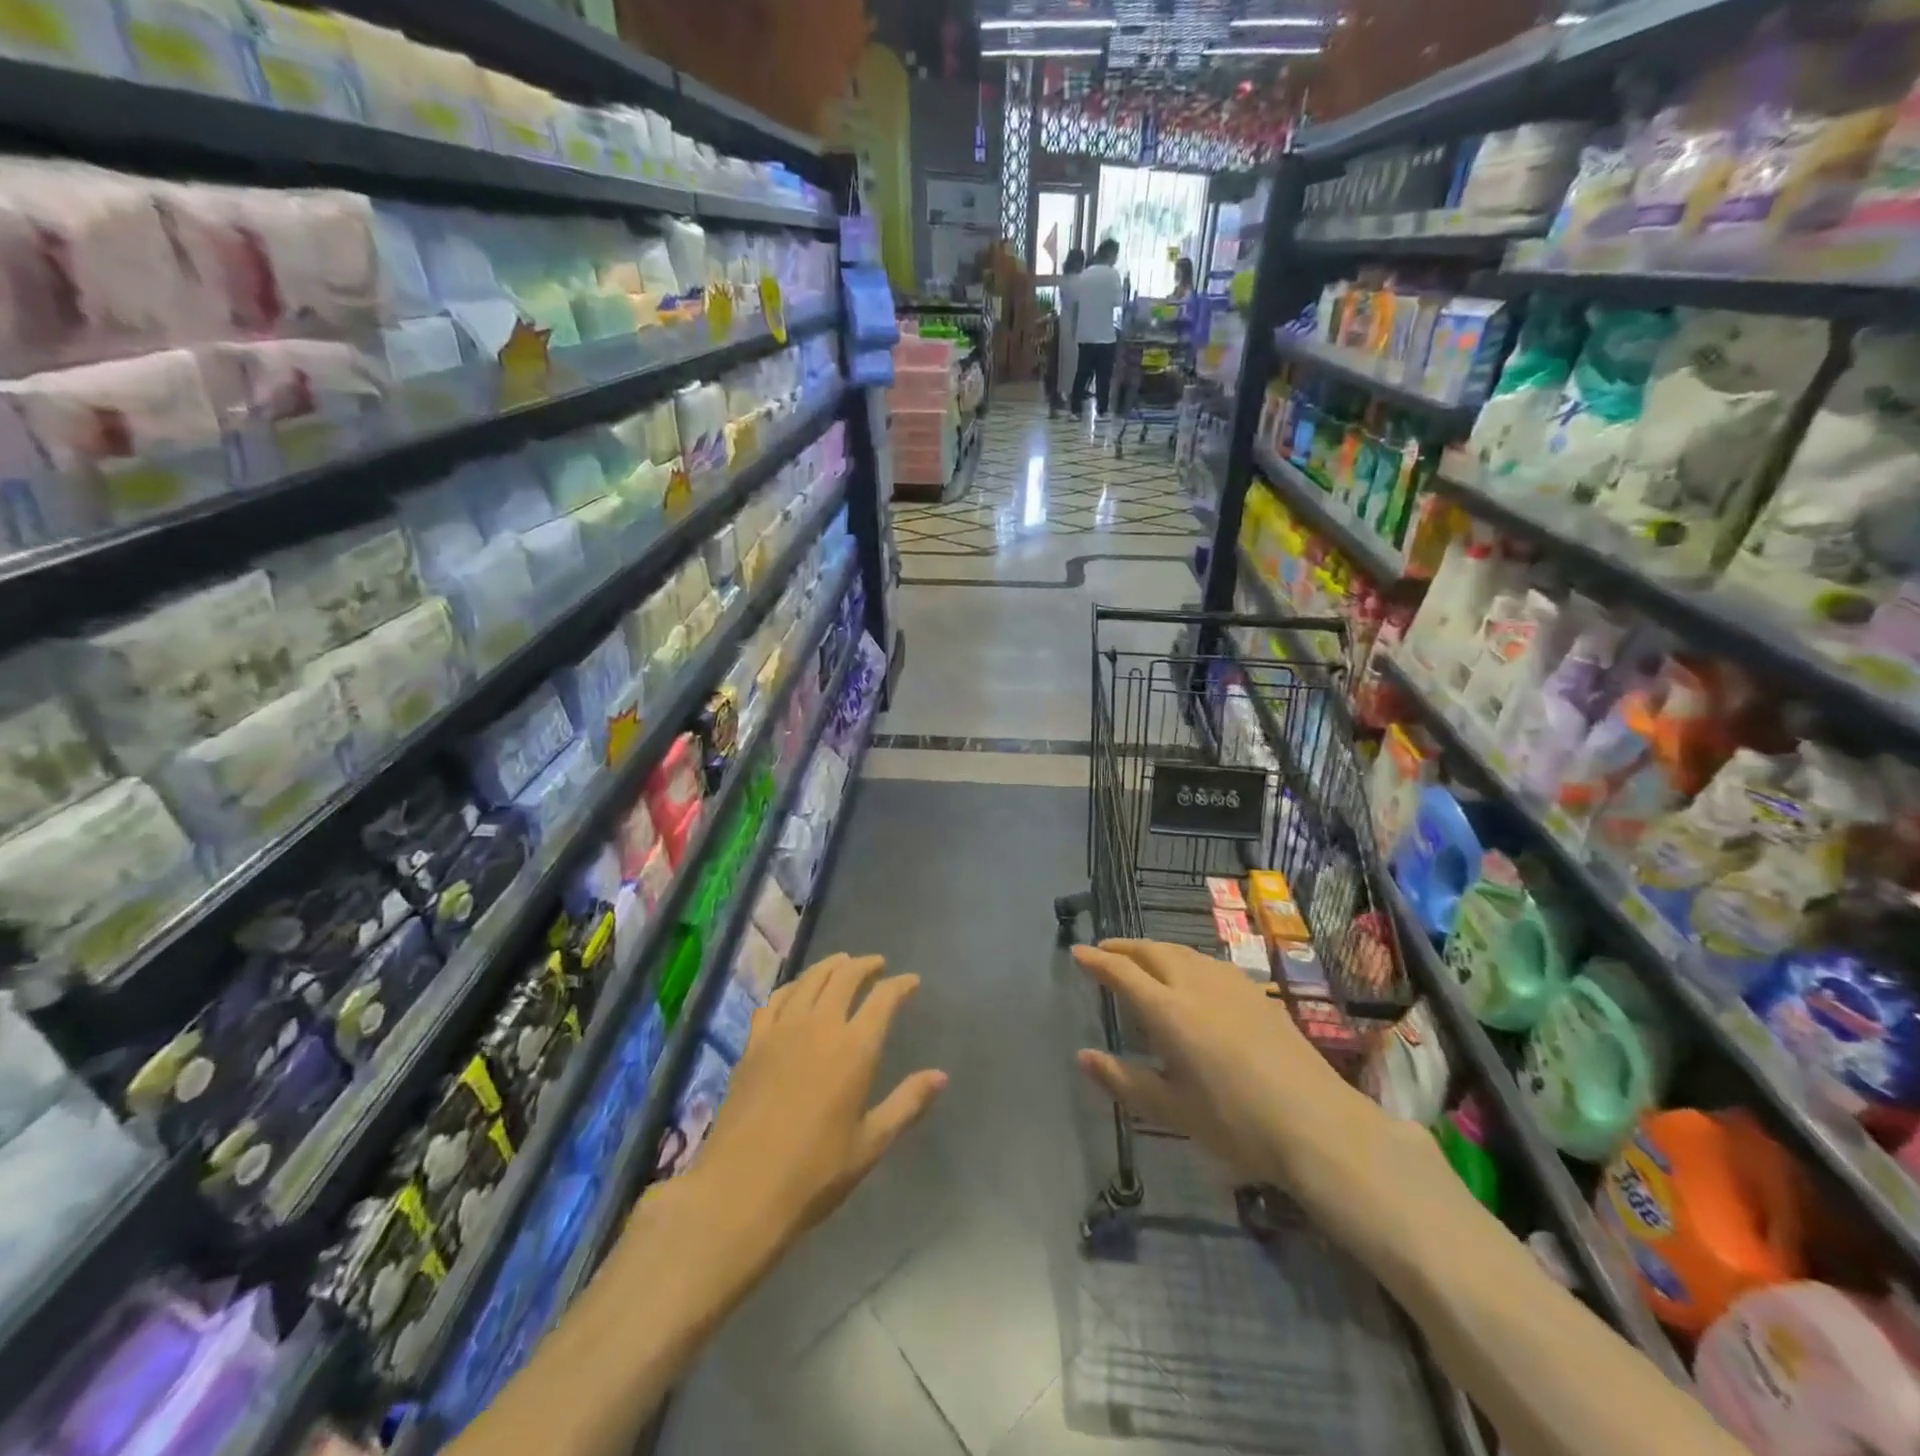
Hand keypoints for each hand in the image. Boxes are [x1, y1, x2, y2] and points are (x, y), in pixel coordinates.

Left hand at [689, 953, 946, 1250]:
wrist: (741, 1190)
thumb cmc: (815, 1173)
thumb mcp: (871, 1143)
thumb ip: (907, 1103)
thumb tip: (941, 1075)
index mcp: (855, 1048)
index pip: (883, 999)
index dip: (900, 985)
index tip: (912, 981)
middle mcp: (820, 1026)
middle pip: (845, 977)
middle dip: (866, 965)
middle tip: (878, 965)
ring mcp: (783, 1030)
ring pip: (810, 979)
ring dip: (831, 965)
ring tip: (843, 963)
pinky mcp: (754, 1042)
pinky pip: (777, 999)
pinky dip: (794, 986)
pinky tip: (797, 990)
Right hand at [1071, 939, 1413, 1215]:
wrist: (1318, 1125)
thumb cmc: (1235, 1122)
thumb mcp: (1171, 1110)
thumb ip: (1124, 1080)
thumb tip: (1083, 1056)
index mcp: (1168, 1011)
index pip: (1122, 973)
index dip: (1096, 960)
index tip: (1077, 951)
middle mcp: (1195, 985)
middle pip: (1152, 951)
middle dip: (1123, 947)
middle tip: (1103, 951)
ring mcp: (1230, 985)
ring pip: (1182, 952)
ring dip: (1154, 949)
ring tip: (1140, 957)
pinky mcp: (1257, 993)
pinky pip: (1208, 962)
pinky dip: (1184, 958)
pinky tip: (1190, 975)